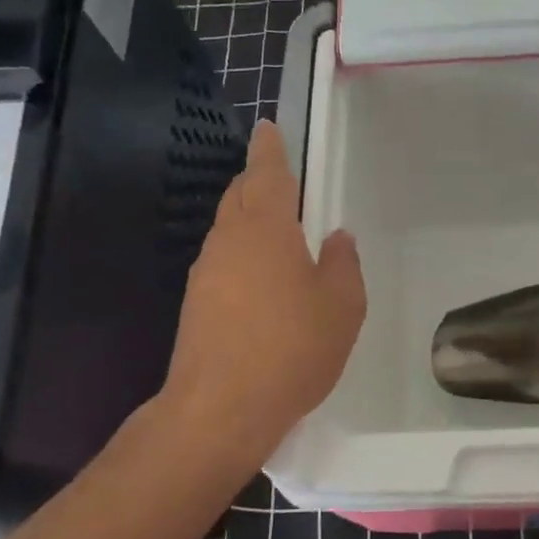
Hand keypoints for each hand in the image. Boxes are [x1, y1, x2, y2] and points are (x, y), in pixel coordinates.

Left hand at [159, 120, 365, 470]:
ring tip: (281, 239)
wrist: (220, 409)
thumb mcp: (342, 305)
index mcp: (265, 229)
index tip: (268, 128)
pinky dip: (244, 258)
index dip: (270, 148)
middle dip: (259, 182)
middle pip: (240, 196)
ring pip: (229, 231)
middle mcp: (228, 241)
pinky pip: (224, 263)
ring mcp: (205, 273)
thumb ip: (344, 263)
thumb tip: (337, 237)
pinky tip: (264, 286)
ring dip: (252, 223)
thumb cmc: (291, 348)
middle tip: (284, 184)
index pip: (266, 173)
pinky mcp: (195, 305)